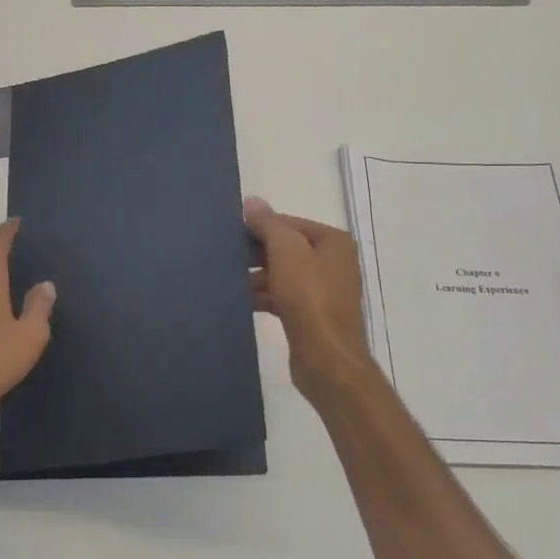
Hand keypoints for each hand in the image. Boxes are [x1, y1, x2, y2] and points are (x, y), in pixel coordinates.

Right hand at [244, 196, 373, 398]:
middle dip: (257, 253)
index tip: (231, 234)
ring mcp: (324, 291)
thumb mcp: (286, 251)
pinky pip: (283, 297)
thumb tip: (252, 201)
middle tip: (226, 257)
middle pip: (286, 248)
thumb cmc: (309, 298)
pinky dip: (264, 296)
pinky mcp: (312, 316)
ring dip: (257, 277)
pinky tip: (241, 300)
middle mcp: (333, 263)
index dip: (260, 227)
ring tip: (229, 280)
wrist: (326, 357)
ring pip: (283, 274)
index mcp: (333, 242)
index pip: (289, 223)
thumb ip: (269, 224)